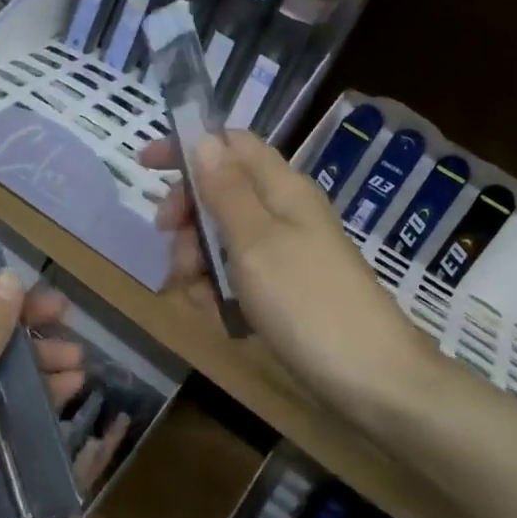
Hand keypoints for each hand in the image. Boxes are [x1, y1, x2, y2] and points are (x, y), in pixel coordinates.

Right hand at [141, 132, 442, 415]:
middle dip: (188, 217)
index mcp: (283, 187)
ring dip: (199, 260)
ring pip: (225, 237)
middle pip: (222, 191)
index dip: (188, 148)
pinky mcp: (288, 288)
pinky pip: (241, 274)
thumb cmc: (307, 302)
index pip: (231, 143)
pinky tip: (217, 315)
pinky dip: (221, 288)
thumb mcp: (256, 241)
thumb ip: (226, 190)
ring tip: (196, 296)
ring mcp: (289, 251)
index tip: (145, 167)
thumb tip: (204, 139)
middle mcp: (286, 211)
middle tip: (171, 247)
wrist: (371, 378)